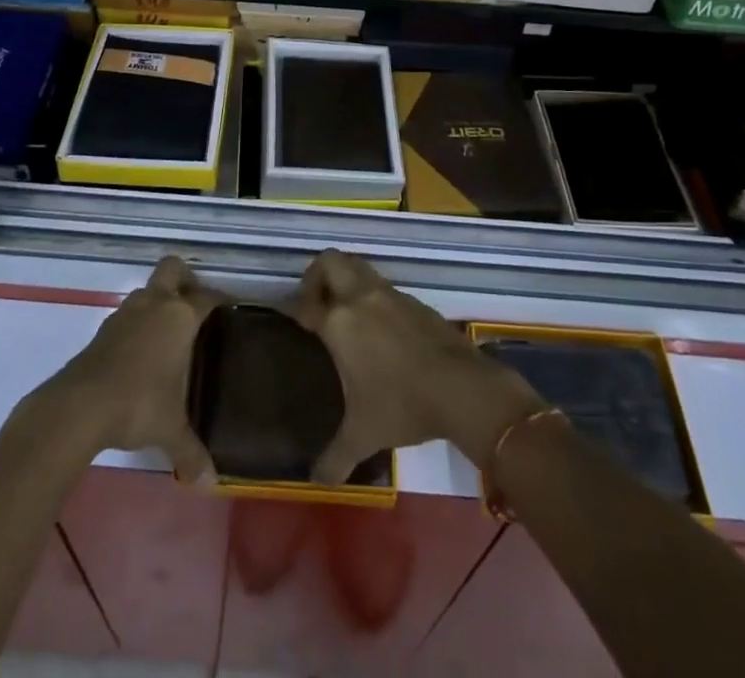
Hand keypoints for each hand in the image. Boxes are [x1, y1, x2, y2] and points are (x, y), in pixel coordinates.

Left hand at [38, 255, 222, 482]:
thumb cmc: (138, 404)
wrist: (80, 406)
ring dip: (159, 302)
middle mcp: (155, 304)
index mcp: (180, 316)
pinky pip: (129, 314)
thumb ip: (191, 451)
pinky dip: (138, 324)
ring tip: (168, 333)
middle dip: (186, 279)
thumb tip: (209, 482)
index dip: (221, 301)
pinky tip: (141, 354)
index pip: (208, 297)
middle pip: (173, 269)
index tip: (231, 310)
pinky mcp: (104, 328)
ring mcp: (126, 312)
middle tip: (195, 305)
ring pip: (148, 290)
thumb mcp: (171, 429)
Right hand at [292, 250, 545, 484]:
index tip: (284, 314)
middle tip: (315, 305)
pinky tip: (378, 326)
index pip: (303, 303)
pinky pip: (382, 285)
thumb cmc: (402, 405)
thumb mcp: (363, 434)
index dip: (290, 306)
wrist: (461, 387)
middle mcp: (360, 297)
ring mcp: (389, 293)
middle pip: (329, 261)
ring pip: (358, 265)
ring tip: (343, 312)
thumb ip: (335, 457)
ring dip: (345, 278)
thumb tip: (314, 482)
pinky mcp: (413, 300)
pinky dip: (371, 294)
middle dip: (316, 276)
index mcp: (339, 322)